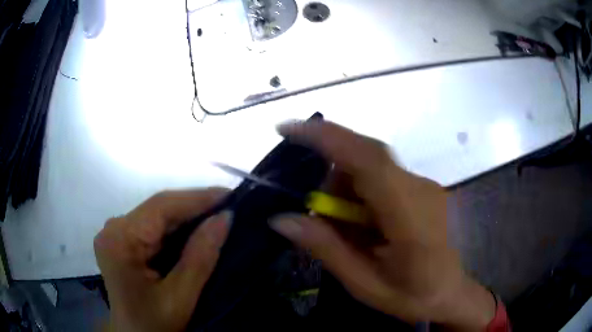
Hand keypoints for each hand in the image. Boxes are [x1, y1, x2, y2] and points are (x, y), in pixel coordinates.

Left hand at [94, 188, 230, 331]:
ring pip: (157, 215)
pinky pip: (152, 226)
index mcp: (121, 240)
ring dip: (187, 216)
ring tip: (217, 215)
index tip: (230, 195)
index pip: (161, 207)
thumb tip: (225, 218)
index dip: (197, 198)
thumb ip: (200, 257)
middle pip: (158, 208)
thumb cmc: (154, 324)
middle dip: (194, 207)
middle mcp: (114, 228)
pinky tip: (195, 230)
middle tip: (228, 206)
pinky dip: (176, 228)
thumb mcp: (180, 297)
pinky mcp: (121, 240)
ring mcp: (116, 233)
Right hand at [272, 121, 495, 330]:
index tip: (286, 128)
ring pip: (371, 165)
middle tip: (317, 212)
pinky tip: (363, 225)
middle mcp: (419, 188)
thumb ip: (327, 249)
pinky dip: (361, 192)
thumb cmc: (414, 296)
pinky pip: (382, 175)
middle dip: (331, 176)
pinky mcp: (422, 186)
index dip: (326, 137)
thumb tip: (281, 219)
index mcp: (410, 217)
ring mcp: (424, 184)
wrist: (453, 292)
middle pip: (365, 156)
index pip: (367, 159)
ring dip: (346, 188)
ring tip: (344, 229)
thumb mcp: (365, 284)